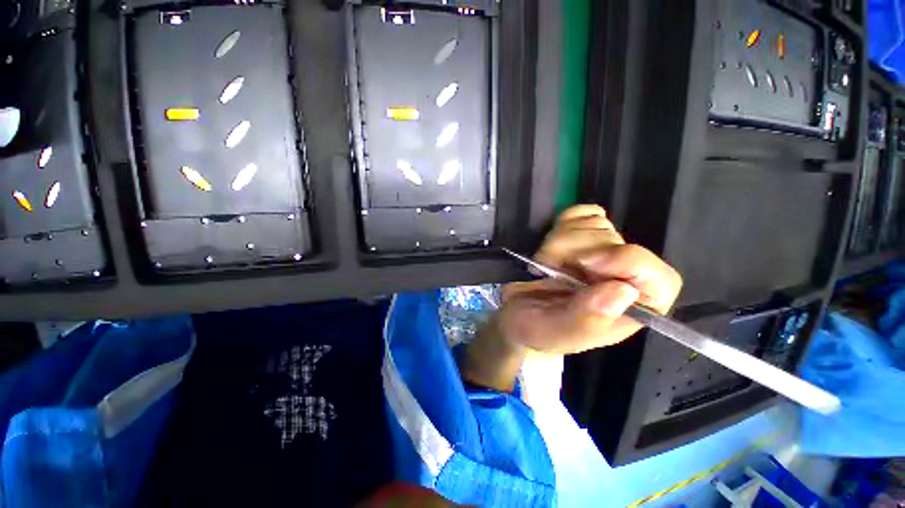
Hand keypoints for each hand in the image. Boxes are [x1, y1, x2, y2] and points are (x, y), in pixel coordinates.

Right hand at [460, 205, 681, 391]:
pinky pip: (580, 212)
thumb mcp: (559, 331)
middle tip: (549, 273)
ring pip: (593, 225)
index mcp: (631, 308)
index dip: (626, 262)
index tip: (585, 263)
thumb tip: (624, 290)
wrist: (516, 313)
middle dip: (572, 255)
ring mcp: (605, 251)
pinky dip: (562, 225)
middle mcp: (624, 276)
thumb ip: (588, 318)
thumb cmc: (540, 329)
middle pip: (614, 243)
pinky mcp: (585, 233)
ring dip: (559, 243)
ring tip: (547, 266)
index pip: (657, 277)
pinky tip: (553, 246)